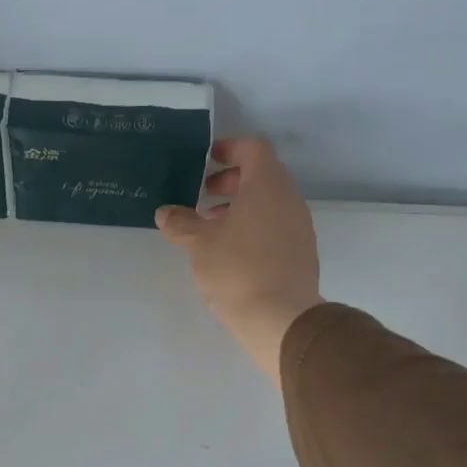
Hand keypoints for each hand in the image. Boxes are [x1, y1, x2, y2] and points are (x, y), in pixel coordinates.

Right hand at [156, 138, 323, 386]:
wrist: (281, 319)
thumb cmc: (237, 269)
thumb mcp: (198, 243)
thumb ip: (180, 223)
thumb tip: (166, 213)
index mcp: (267, 185)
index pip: (254, 148)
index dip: (229, 148)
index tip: (207, 160)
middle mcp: (289, 199)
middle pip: (262, 175)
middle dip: (230, 180)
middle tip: (202, 194)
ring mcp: (299, 226)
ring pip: (269, 203)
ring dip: (240, 206)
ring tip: (210, 227)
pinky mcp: (301, 253)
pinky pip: (275, 226)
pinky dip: (253, 227)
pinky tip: (230, 252)